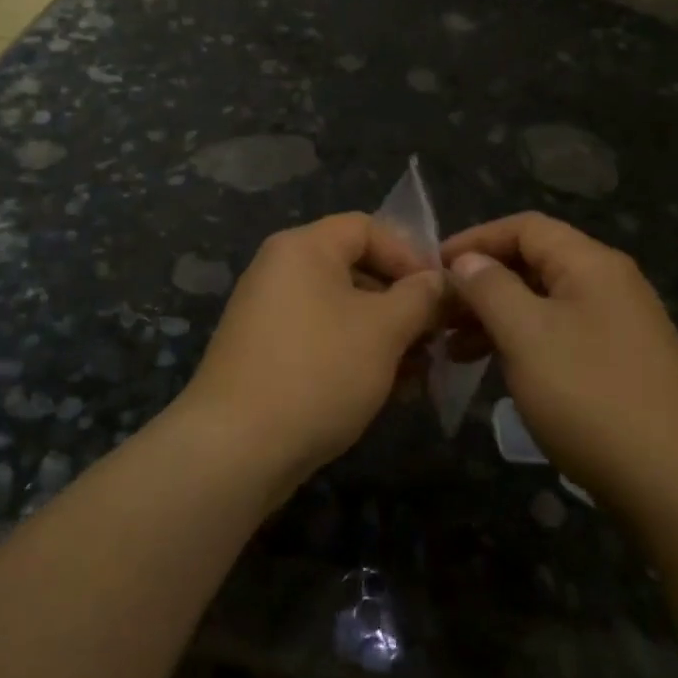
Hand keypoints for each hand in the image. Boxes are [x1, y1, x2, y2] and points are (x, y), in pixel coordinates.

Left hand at [183, 213, 446, 490]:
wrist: (236, 449)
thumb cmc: (318, 372)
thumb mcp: (383, 330)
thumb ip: (419, 297)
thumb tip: (438, 281)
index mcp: (303, 248)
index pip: (367, 227)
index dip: (410, 254)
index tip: (441, 293)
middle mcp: (280, 271)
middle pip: (355, 268)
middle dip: (402, 301)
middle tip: (436, 336)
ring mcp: (269, 315)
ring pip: (342, 310)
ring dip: (385, 334)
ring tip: (420, 370)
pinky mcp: (266, 355)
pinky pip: (322, 339)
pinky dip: (356, 355)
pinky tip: (388, 390)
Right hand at [441, 213, 677, 516]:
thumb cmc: (592, 398)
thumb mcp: (527, 336)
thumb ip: (490, 288)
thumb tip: (467, 260)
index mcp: (592, 264)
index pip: (525, 226)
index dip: (475, 239)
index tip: (432, 268)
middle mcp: (611, 283)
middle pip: (535, 262)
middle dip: (482, 282)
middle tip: (439, 313)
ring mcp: (621, 325)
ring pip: (545, 302)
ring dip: (498, 316)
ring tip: (455, 347)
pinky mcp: (623, 363)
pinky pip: (561, 334)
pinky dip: (524, 342)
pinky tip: (498, 368)